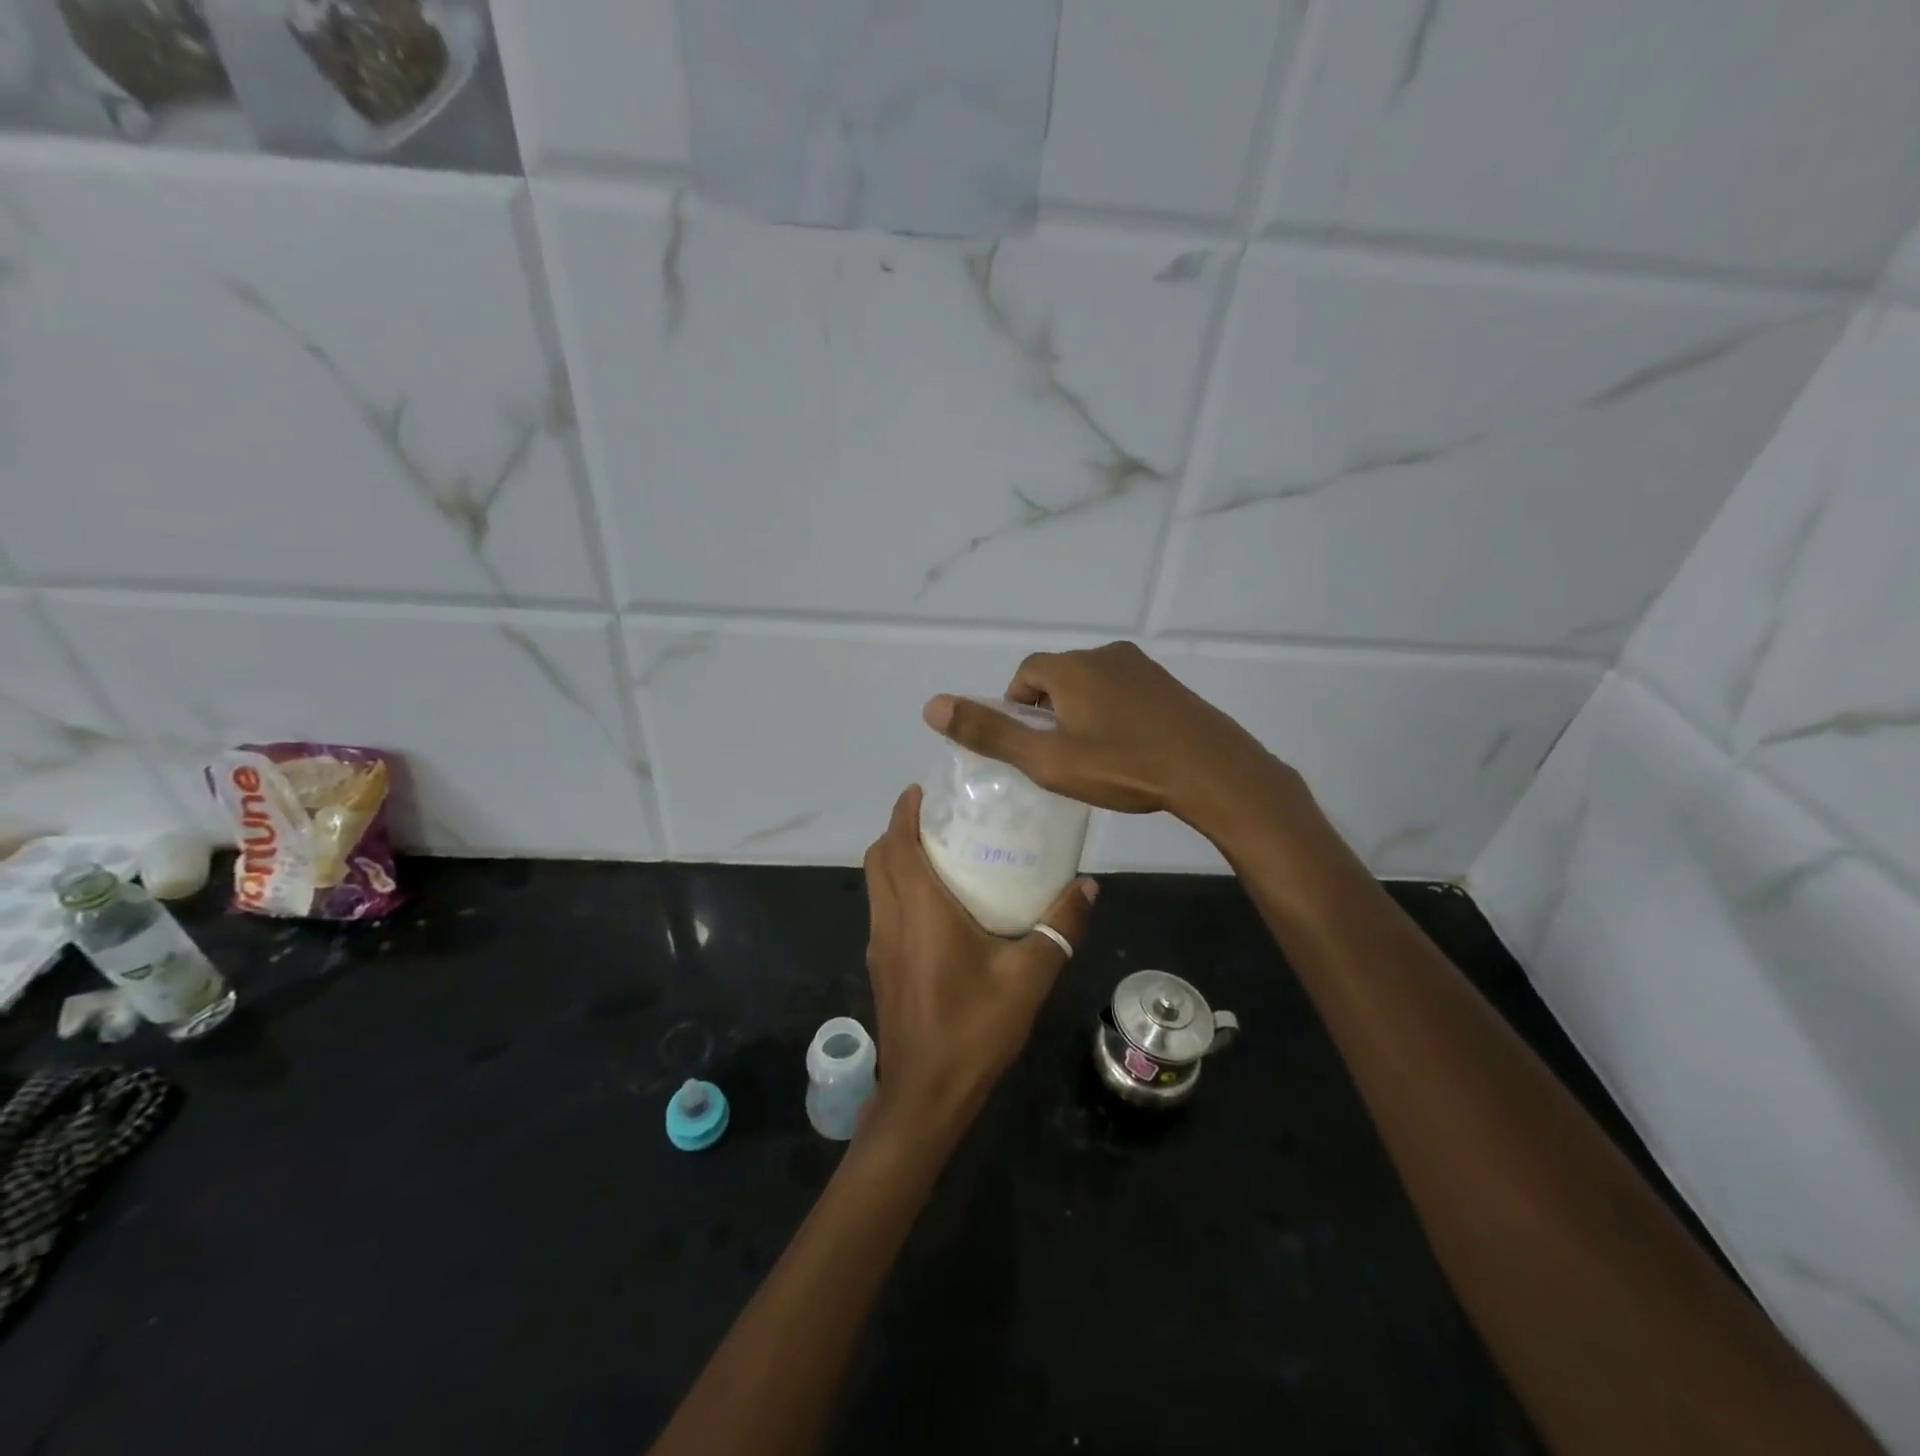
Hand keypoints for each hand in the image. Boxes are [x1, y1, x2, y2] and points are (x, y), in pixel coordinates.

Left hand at [862, 786, 1096, 1142]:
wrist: (926, 1096)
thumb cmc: (974, 1029)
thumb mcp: (1029, 977)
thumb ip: (1060, 927)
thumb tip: (1088, 886)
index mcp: (919, 911)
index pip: (897, 844)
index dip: (903, 811)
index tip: (922, 790)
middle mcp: (890, 920)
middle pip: (878, 859)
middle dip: (899, 830)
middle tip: (939, 819)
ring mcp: (879, 945)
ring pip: (876, 886)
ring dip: (896, 860)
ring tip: (942, 854)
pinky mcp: (881, 968)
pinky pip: (883, 911)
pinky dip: (899, 890)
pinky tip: (938, 908)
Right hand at [922, 642, 1295, 835]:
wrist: (1212, 771)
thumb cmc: (1123, 766)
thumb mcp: (1047, 759)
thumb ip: (990, 733)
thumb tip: (931, 706)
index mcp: (1071, 667)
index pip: (1025, 673)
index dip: (1016, 706)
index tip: (1026, 743)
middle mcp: (1105, 655)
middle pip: (1058, 676)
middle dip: (1048, 710)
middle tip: (1057, 755)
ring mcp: (1141, 667)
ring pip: (1092, 684)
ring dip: (1081, 711)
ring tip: (1091, 756)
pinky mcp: (1167, 685)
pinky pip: (1123, 691)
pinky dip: (1112, 713)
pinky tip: (1126, 749)